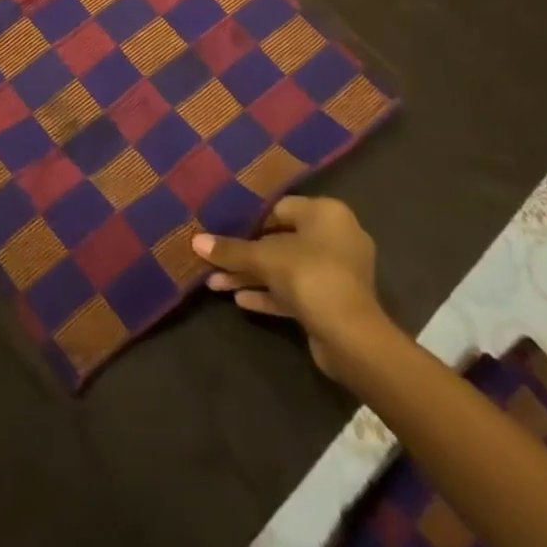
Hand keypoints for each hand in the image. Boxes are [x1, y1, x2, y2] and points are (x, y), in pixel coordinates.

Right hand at [192, 196, 396, 381]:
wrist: (352, 338)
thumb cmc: (310, 276)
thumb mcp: (264, 258)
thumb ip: (230, 249)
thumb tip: (195, 241)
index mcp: (326, 213)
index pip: (279, 208)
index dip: (248, 219)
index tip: (220, 227)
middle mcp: (335, 237)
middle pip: (280, 240)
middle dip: (245, 253)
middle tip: (214, 258)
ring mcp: (336, 272)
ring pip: (285, 268)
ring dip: (252, 275)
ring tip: (215, 283)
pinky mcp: (332, 302)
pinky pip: (295, 290)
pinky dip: (269, 293)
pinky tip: (239, 300)